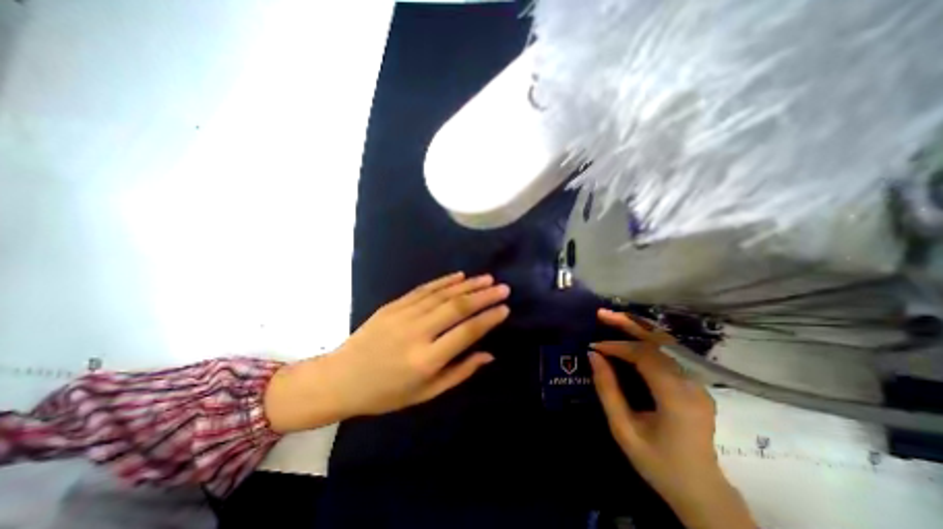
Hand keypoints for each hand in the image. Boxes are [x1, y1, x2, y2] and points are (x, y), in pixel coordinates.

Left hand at [260, 272, 513, 433]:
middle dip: (483, 295)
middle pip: (456, 308)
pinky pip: (424, 289)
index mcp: (426, 359)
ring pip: (442, 294)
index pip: (466, 333)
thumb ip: (460, 372)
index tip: (505, 308)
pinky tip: (459, 276)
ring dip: (468, 285)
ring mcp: (403, 315)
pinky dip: (444, 281)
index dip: (488, 319)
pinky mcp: (393, 305)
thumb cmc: (386, 393)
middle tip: (502, 287)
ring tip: (487, 278)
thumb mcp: (426, 393)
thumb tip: (488, 354)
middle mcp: (417, 333)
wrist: (342, 378)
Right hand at [591, 307, 757, 528]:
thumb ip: (607, 390)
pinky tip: (631, 336)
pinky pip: (669, 354)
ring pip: (667, 344)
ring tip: (614, 318)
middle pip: (660, 342)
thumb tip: (593, 355)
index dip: (617, 346)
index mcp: (676, 399)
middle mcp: (693, 385)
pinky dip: (647, 340)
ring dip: (638, 328)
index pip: (645, 357)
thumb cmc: (658, 463)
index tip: (595, 346)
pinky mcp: (696, 383)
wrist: (702, 491)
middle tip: (603, 313)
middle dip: (629, 324)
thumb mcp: (623, 430)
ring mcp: (699, 383)